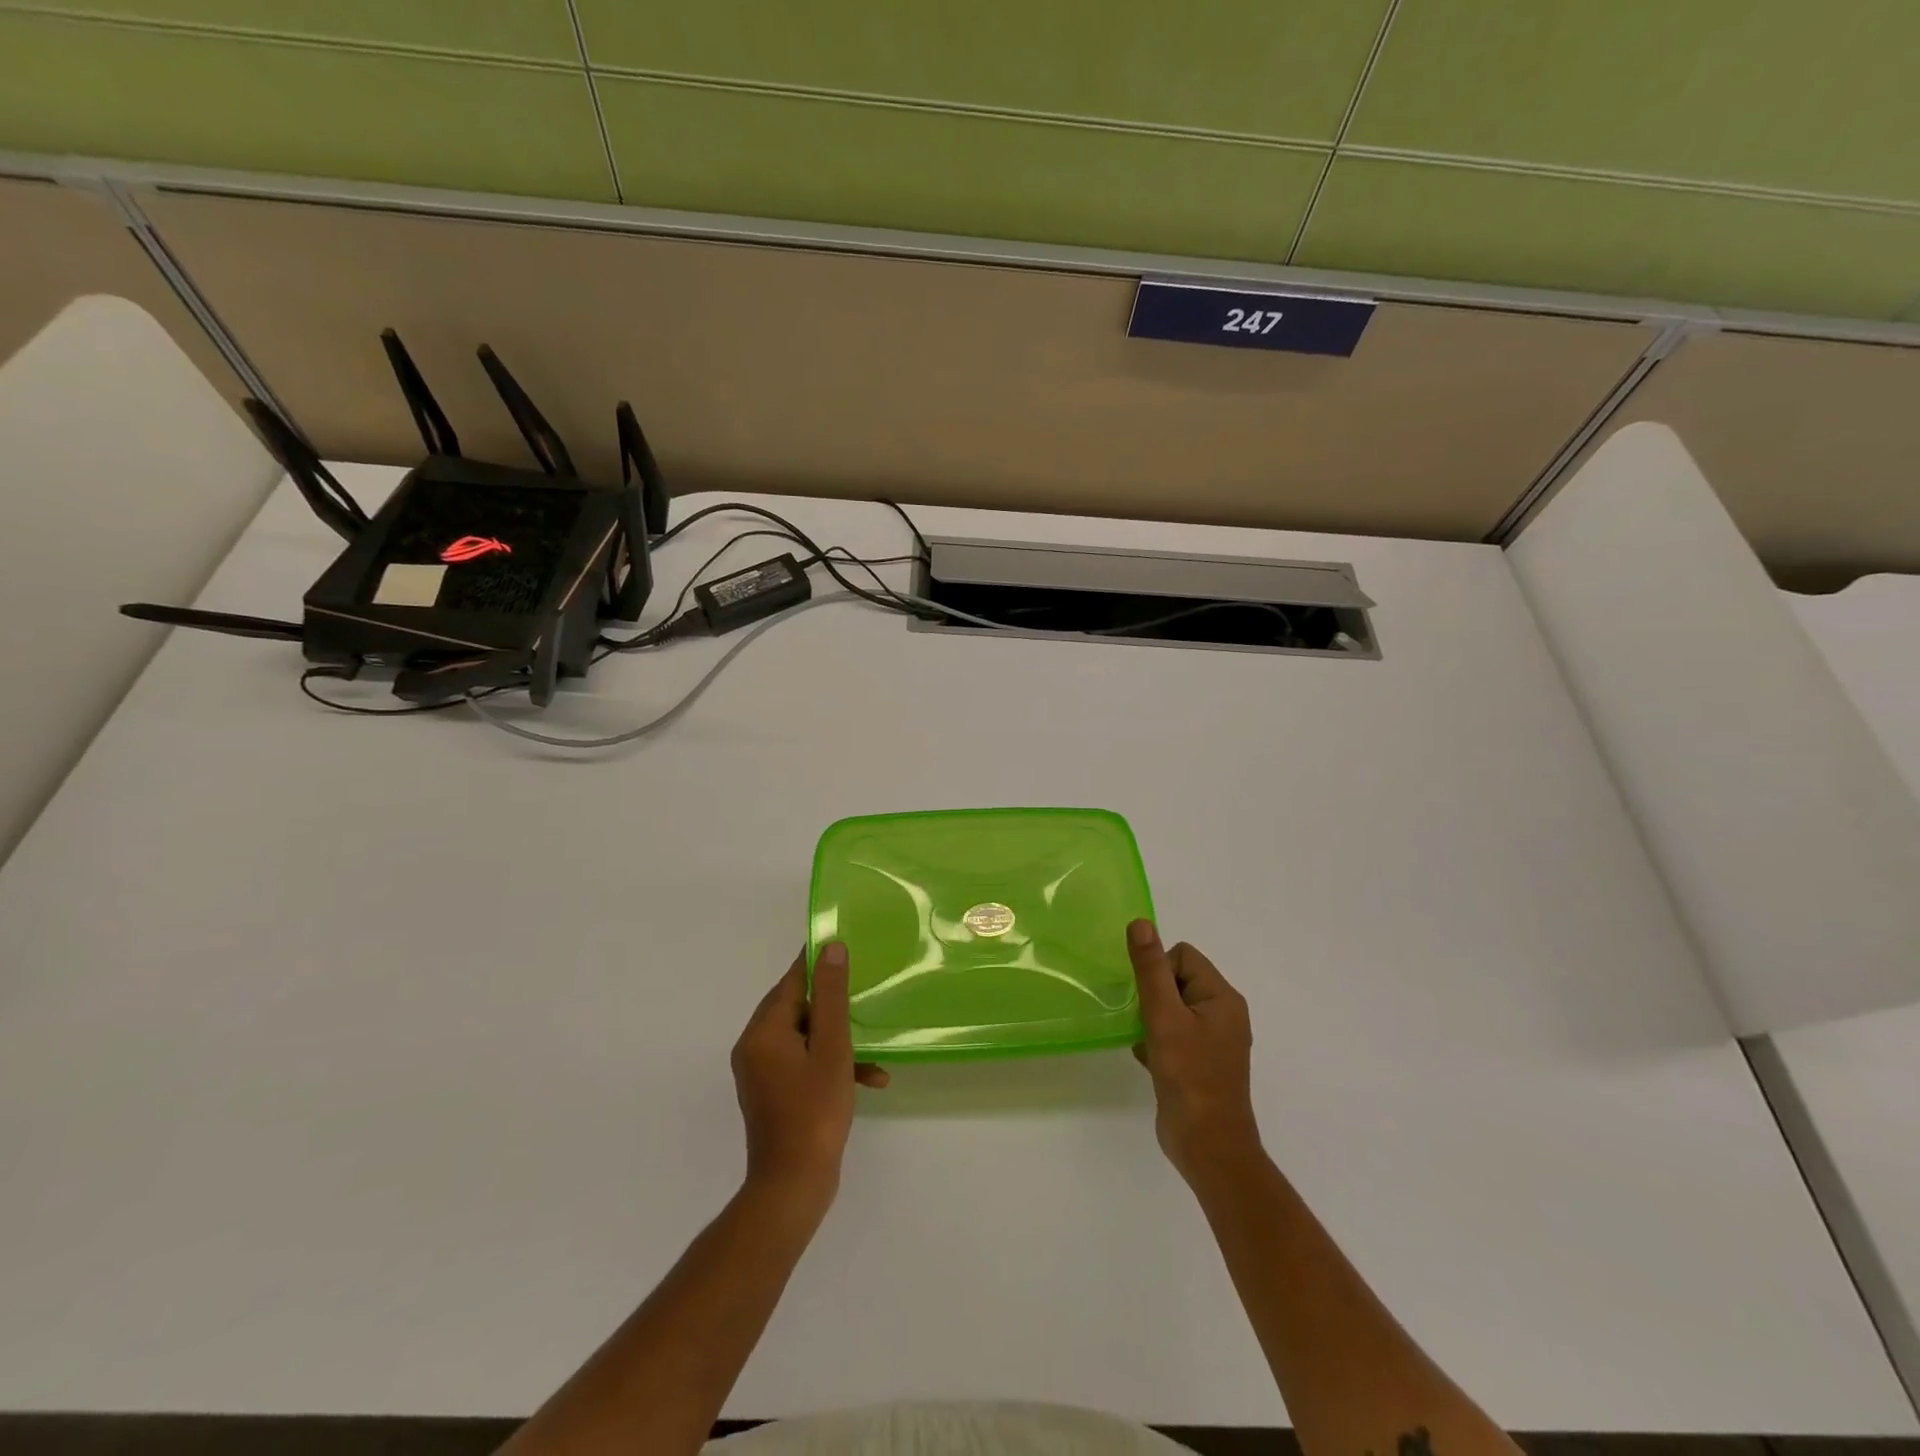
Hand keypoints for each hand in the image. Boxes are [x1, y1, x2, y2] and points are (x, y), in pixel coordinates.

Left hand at [731, 943, 887, 1212]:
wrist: (793, 1187)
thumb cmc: (815, 1111)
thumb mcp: (832, 1047)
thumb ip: (831, 995)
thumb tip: (831, 948)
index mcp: (763, 1031)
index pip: (791, 980)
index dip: (818, 963)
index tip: (846, 946)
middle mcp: (755, 1046)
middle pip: (798, 1008)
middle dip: (835, 1005)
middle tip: (867, 994)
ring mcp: (762, 1072)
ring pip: (806, 1037)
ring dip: (840, 1041)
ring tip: (875, 1050)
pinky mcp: (773, 1093)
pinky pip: (804, 1063)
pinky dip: (831, 1065)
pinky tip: (870, 1078)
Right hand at [1128, 919, 1260, 1182]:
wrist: (1208, 1147)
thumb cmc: (1189, 1076)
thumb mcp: (1164, 1017)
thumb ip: (1150, 969)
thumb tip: (1140, 923)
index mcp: (1222, 997)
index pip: (1183, 956)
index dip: (1159, 972)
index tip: (1150, 1003)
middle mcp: (1222, 1013)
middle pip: (1176, 979)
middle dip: (1153, 996)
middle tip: (1145, 1022)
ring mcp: (1212, 1040)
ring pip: (1171, 1007)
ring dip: (1152, 1019)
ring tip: (1145, 1041)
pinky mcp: (1200, 1062)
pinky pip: (1173, 1032)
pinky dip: (1156, 1040)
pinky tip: (1146, 1058)